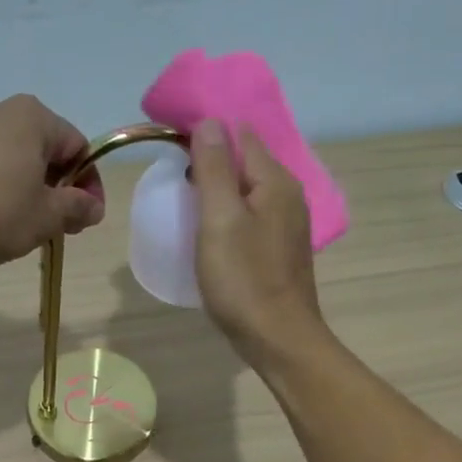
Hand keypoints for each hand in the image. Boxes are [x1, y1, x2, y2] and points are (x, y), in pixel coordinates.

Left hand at [0, 95, 102, 269]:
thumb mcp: (46, 217)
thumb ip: (77, 208)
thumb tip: (94, 207)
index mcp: (32, 117)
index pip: (78, 147)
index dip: (89, 184)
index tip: (86, 217)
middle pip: (43, 149)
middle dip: (56, 185)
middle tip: (58, 224)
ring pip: (10, 156)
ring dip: (24, 185)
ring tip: (21, 222)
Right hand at [191, 120, 325, 363]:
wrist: (278, 339)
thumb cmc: (244, 280)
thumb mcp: (220, 219)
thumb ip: (214, 168)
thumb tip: (209, 122)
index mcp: (276, 181)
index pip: (241, 135)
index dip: (207, 133)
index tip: (172, 145)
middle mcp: (289, 196)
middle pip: (246, 163)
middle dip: (212, 162)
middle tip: (174, 178)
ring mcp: (288, 226)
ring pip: (248, 193)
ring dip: (220, 191)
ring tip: (187, 203)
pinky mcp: (280, 252)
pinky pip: (252, 219)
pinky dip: (230, 216)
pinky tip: (212, 233)